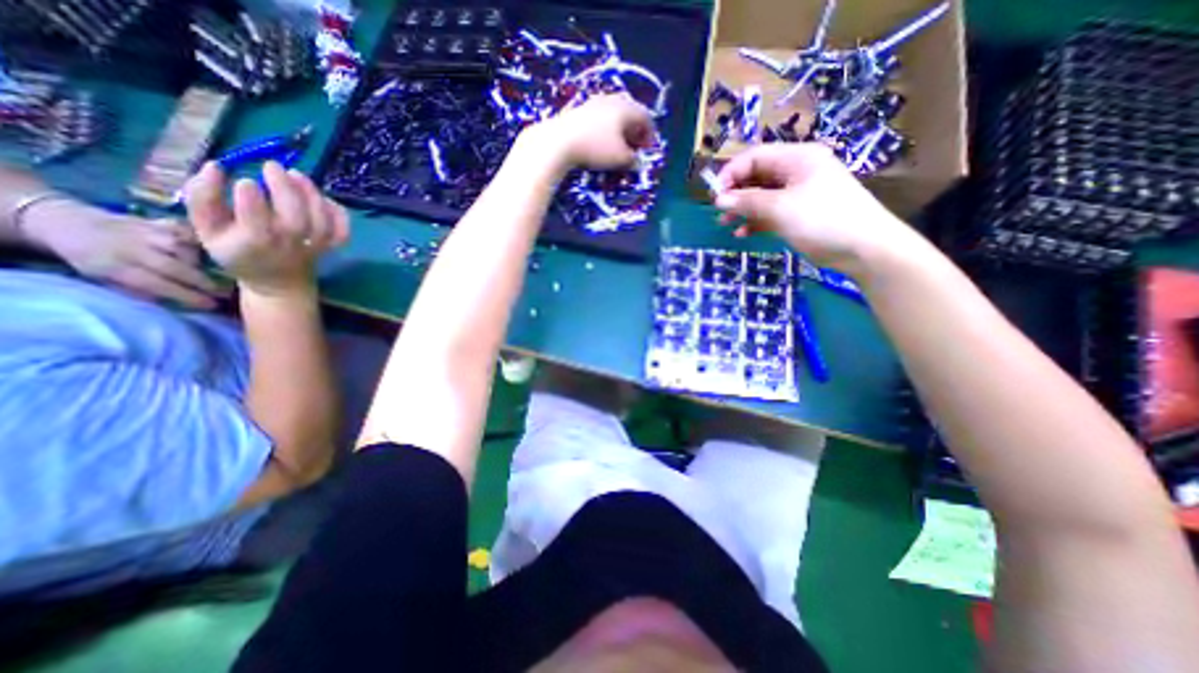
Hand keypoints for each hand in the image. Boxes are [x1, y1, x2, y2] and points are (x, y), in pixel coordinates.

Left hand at [20, 197, 223, 307]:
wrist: (64, 220)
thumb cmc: (91, 258)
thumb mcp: (103, 278)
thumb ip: (139, 290)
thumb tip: (178, 302)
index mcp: (113, 266)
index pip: (157, 284)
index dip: (188, 296)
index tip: (212, 305)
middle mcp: (132, 247)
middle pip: (178, 268)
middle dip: (205, 283)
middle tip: (227, 293)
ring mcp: (149, 232)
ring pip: (189, 250)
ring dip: (207, 263)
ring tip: (218, 272)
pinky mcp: (161, 222)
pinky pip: (192, 235)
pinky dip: (205, 244)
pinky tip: (212, 252)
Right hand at [185, 161, 348, 296]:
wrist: (277, 282)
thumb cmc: (237, 251)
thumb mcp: (206, 228)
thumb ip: (203, 197)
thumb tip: (216, 166)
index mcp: (253, 242)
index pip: (256, 220)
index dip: (252, 198)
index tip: (246, 180)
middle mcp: (289, 244)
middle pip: (296, 218)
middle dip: (285, 189)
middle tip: (273, 166)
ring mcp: (314, 246)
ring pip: (321, 222)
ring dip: (312, 195)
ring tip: (296, 174)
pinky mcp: (330, 246)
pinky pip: (342, 231)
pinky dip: (339, 214)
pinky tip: (324, 198)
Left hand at [525, 93, 653, 172]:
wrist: (559, 142)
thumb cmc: (596, 149)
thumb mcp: (621, 159)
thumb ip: (634, 160)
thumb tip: (636, 161)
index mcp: (626, 108)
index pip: (646, 117)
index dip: (649, 135)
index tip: (646, 150)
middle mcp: (611, 100)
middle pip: (629, 113)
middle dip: (634, 130)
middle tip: (633, 146)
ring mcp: (593, 103)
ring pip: (613, 114)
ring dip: (618, 130)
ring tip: (616, 146)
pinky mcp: (578, 110)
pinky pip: (598, 118)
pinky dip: (604, 129)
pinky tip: (599, 142)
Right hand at [709, 146, 909, 273]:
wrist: (863, 248)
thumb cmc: (822, 220)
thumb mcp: (780, 208)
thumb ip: (748, 202)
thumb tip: (720, 199)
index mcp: (796, 158)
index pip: (754, 157)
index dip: (731, 173)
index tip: (714, 194)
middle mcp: (796, 171)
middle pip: (757, 176)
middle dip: (735, 192)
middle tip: (718, 211)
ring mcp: (798, 193)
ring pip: (761, 196)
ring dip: (742, 208)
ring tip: (725, 223)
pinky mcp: (798, 213)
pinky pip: (770, 212)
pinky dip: (755, 221)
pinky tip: (743, 233)